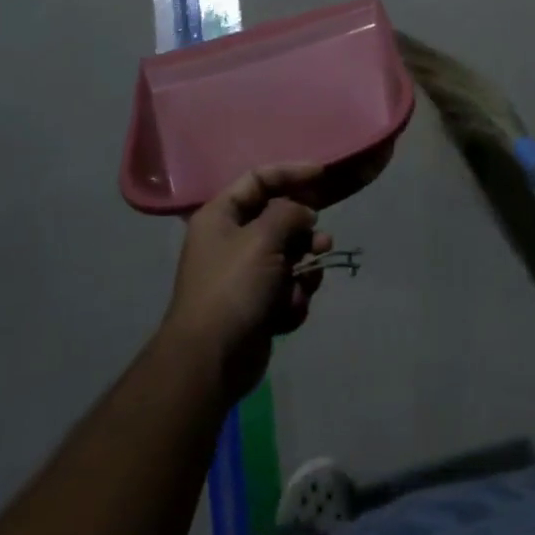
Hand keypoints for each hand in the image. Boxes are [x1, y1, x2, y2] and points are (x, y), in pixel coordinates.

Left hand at [163, 165, 333, 400]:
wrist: (212, 361)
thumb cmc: (233, 287)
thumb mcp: (263, 238)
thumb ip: (289, 213)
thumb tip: (303, 214)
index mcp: (221, 217)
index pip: (258, 179)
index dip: (291, 173)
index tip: (322, 175)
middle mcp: (231, 241)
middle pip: (278, 220)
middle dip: (304, 232)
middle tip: (322, 241)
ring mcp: (244, 276)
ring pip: (289, 257)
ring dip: (304, 269)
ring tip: (309, 279)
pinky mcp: (257, 306)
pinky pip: (287, 288)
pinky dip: (293, 298)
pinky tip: (287, 312)